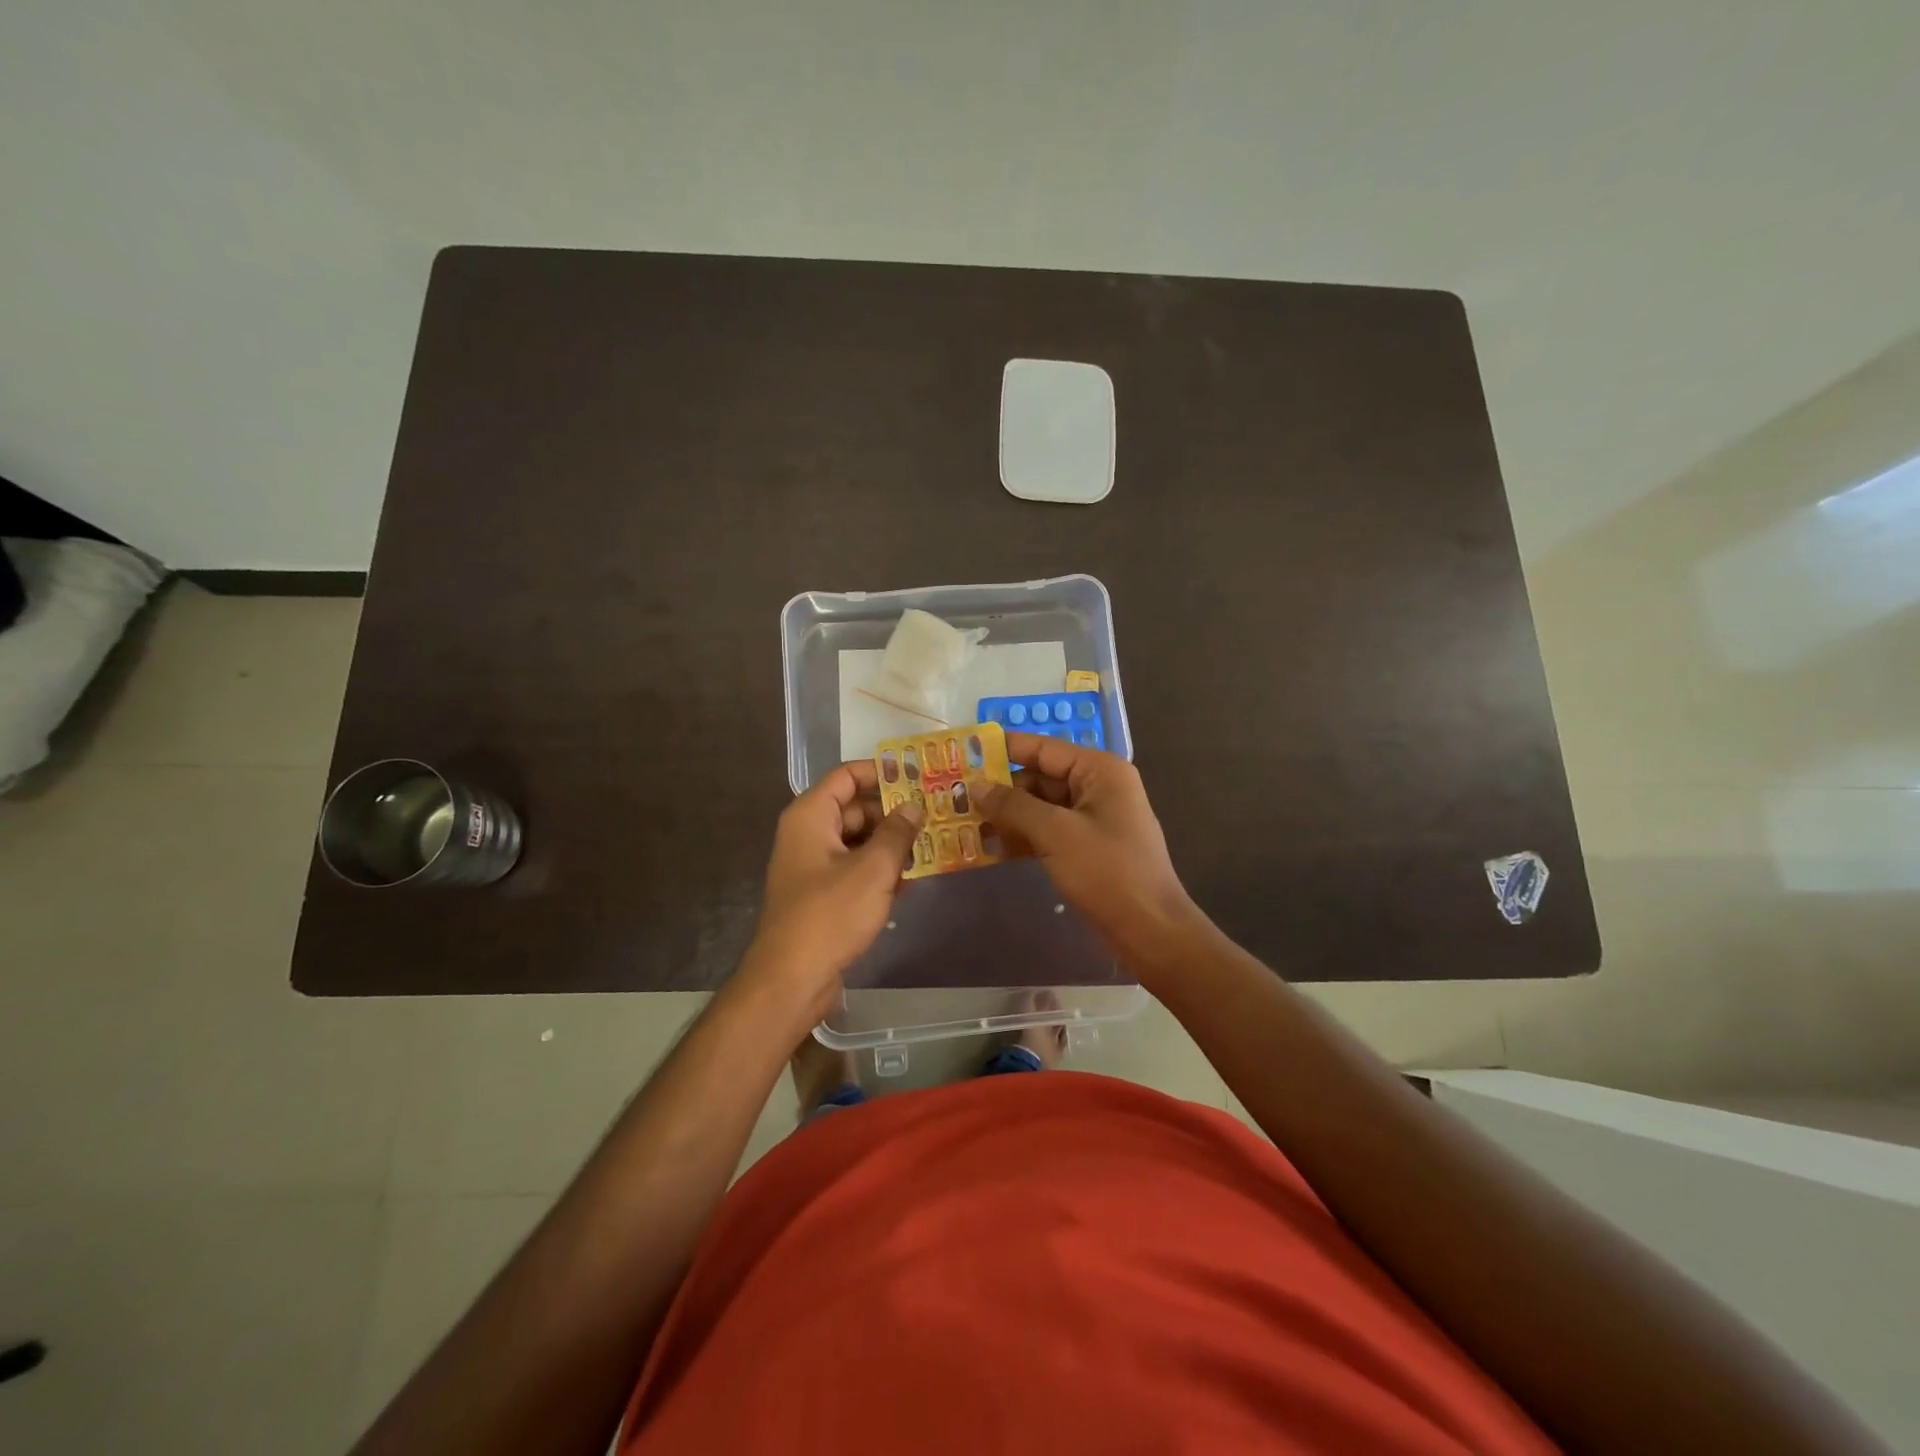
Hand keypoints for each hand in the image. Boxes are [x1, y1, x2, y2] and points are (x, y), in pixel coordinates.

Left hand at [742, 761, 923, 1016]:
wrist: (792, 979)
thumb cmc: (830, 914)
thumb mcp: (873, 869)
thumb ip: (897, 832)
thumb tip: (914, 806)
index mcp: (810, 816)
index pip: (846, 776)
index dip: (881, 772)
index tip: (918, 776)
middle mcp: (808, 834)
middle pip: (855, 808)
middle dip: (893, 812)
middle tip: (935, 814)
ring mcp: (813, 866)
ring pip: (858, 840)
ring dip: (890, 843)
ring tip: (932, 844)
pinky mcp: (822, 894)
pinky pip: (854, 868)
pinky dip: (879, 869)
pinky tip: (912, 878)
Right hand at [978, 734, 1201, 963]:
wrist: (1151, 931)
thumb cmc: (1107, 872)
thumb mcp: (1056, 834)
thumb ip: (1013, 806)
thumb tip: (976, 786)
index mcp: (1099, 771)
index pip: (1043, 748)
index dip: (1003, 750)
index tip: (964, 754)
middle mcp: (1098, 787)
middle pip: (1039, 777)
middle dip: (1000, 789)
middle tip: (955, 797)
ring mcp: (1094, 819)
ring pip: (1041, 807)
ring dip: (1007, 816)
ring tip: (963, 824)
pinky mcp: (1088, 848)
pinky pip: (1048, 832)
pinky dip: (1023, 838)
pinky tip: (991, 849)